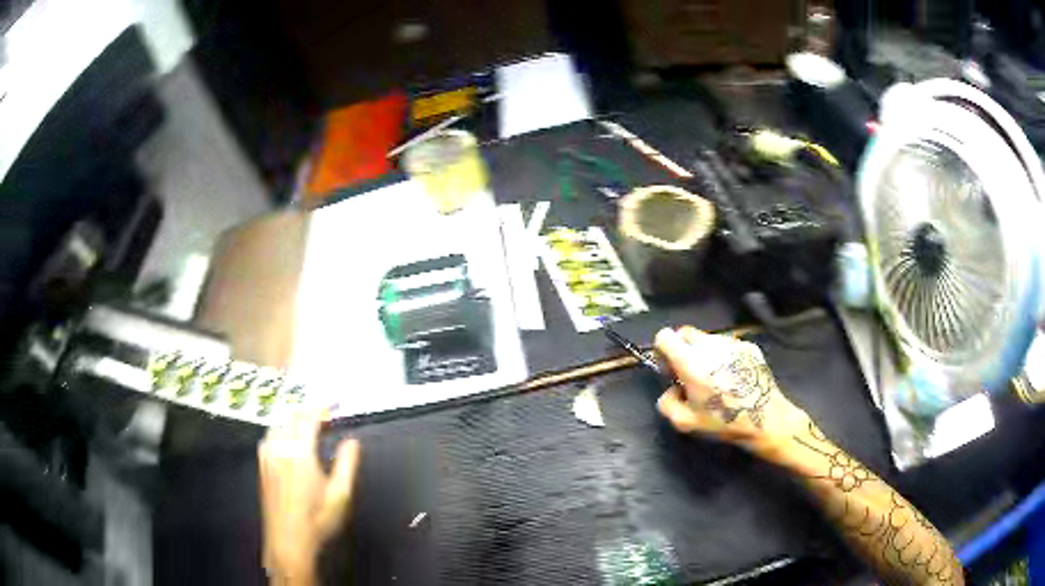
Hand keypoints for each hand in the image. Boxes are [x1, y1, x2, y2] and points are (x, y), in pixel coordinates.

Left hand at [258, 409, 360, 584]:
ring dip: (292, 419)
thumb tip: (352, 441)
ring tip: (306, 423)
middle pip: (291, 418)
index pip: (309, 420)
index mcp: (300, 453)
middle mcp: (280, 449)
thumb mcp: (340, 495)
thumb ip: (347, 464)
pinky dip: (279, 430)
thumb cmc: (318, 520)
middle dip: (307, 411)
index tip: (333, 404)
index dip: (321, 408)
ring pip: (277, 425)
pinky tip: (285, 439)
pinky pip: (268, 437)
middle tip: (323, 414)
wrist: (288, 541)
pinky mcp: (262, 467)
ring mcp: (267, 457)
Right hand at [654, 326, 810, 454]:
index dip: (663, 350)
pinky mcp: (749, 346)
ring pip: (708, 338)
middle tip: (690, 372)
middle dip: (682, 349)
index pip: (665, 336)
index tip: (670, 368)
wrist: (766, 419)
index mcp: (691, 362)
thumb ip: (667, 403)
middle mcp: (710, 346)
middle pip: (685, 333)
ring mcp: (731, 343)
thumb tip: (672, 390)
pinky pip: (727, 345)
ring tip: (716, 378)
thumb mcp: (685, 423)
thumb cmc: (724, 422)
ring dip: (704, 353)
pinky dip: (724, 357)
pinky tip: (734, 378)